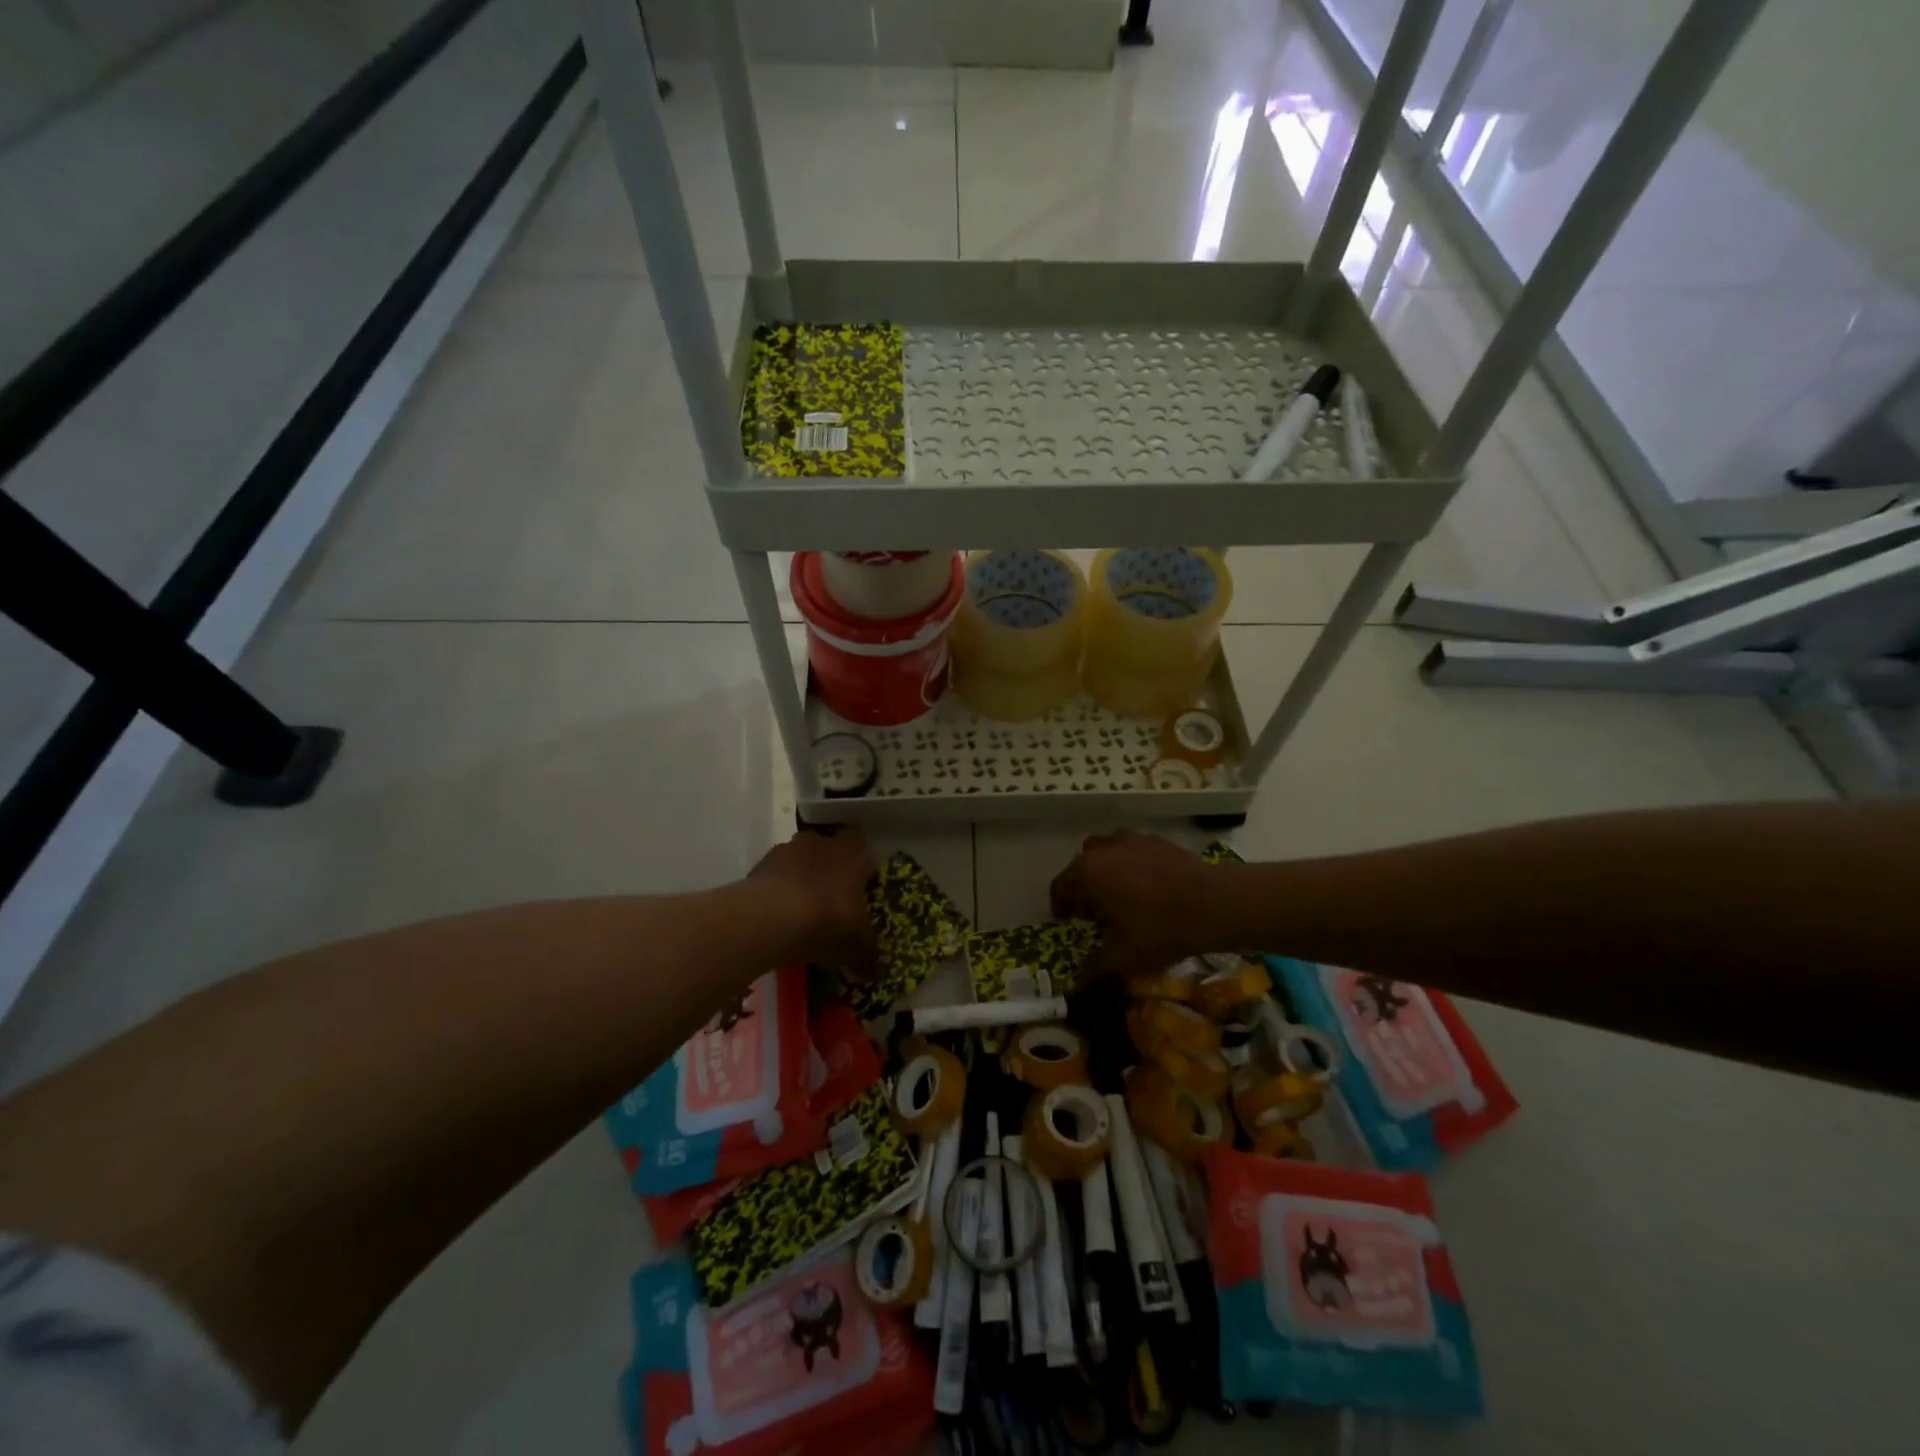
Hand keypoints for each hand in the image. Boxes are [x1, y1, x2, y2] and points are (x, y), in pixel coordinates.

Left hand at [751, 829, 878, 978]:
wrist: (773, 917)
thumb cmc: (829, 921)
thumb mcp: (857, 946)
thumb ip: (867, 956)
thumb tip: (873, 973)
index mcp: (854, 854)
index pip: (864, 849)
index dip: (862, 866)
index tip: (861, 887)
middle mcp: (823, 843)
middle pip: (829, 849)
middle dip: (830, 869)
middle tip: (831, 898)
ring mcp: (788, 850)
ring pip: (799, 859)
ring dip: (801, 877)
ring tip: (800, 910)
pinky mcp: (760, 864)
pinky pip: (774, 875)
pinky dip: (777, 890)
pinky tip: (777, 916)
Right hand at [1051, 831, 1222, 979]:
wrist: (1214, 903)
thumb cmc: (1160, 930)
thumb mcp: (1124, 958)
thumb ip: (1095, 970)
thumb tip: (1077, 985)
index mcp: (1086, 874)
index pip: (1060, 887)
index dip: (1061, 907)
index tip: (1070, 923)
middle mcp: (1102, 849)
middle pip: (1081, 866)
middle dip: (1083, 887)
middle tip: (1096, 912)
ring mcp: (1130, 840)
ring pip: (1105, 852)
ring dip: (1105, 870)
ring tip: (1121, 894)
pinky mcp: (1155, 839)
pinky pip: (1131, 849)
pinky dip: (1131, 863)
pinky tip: (1149, 885)